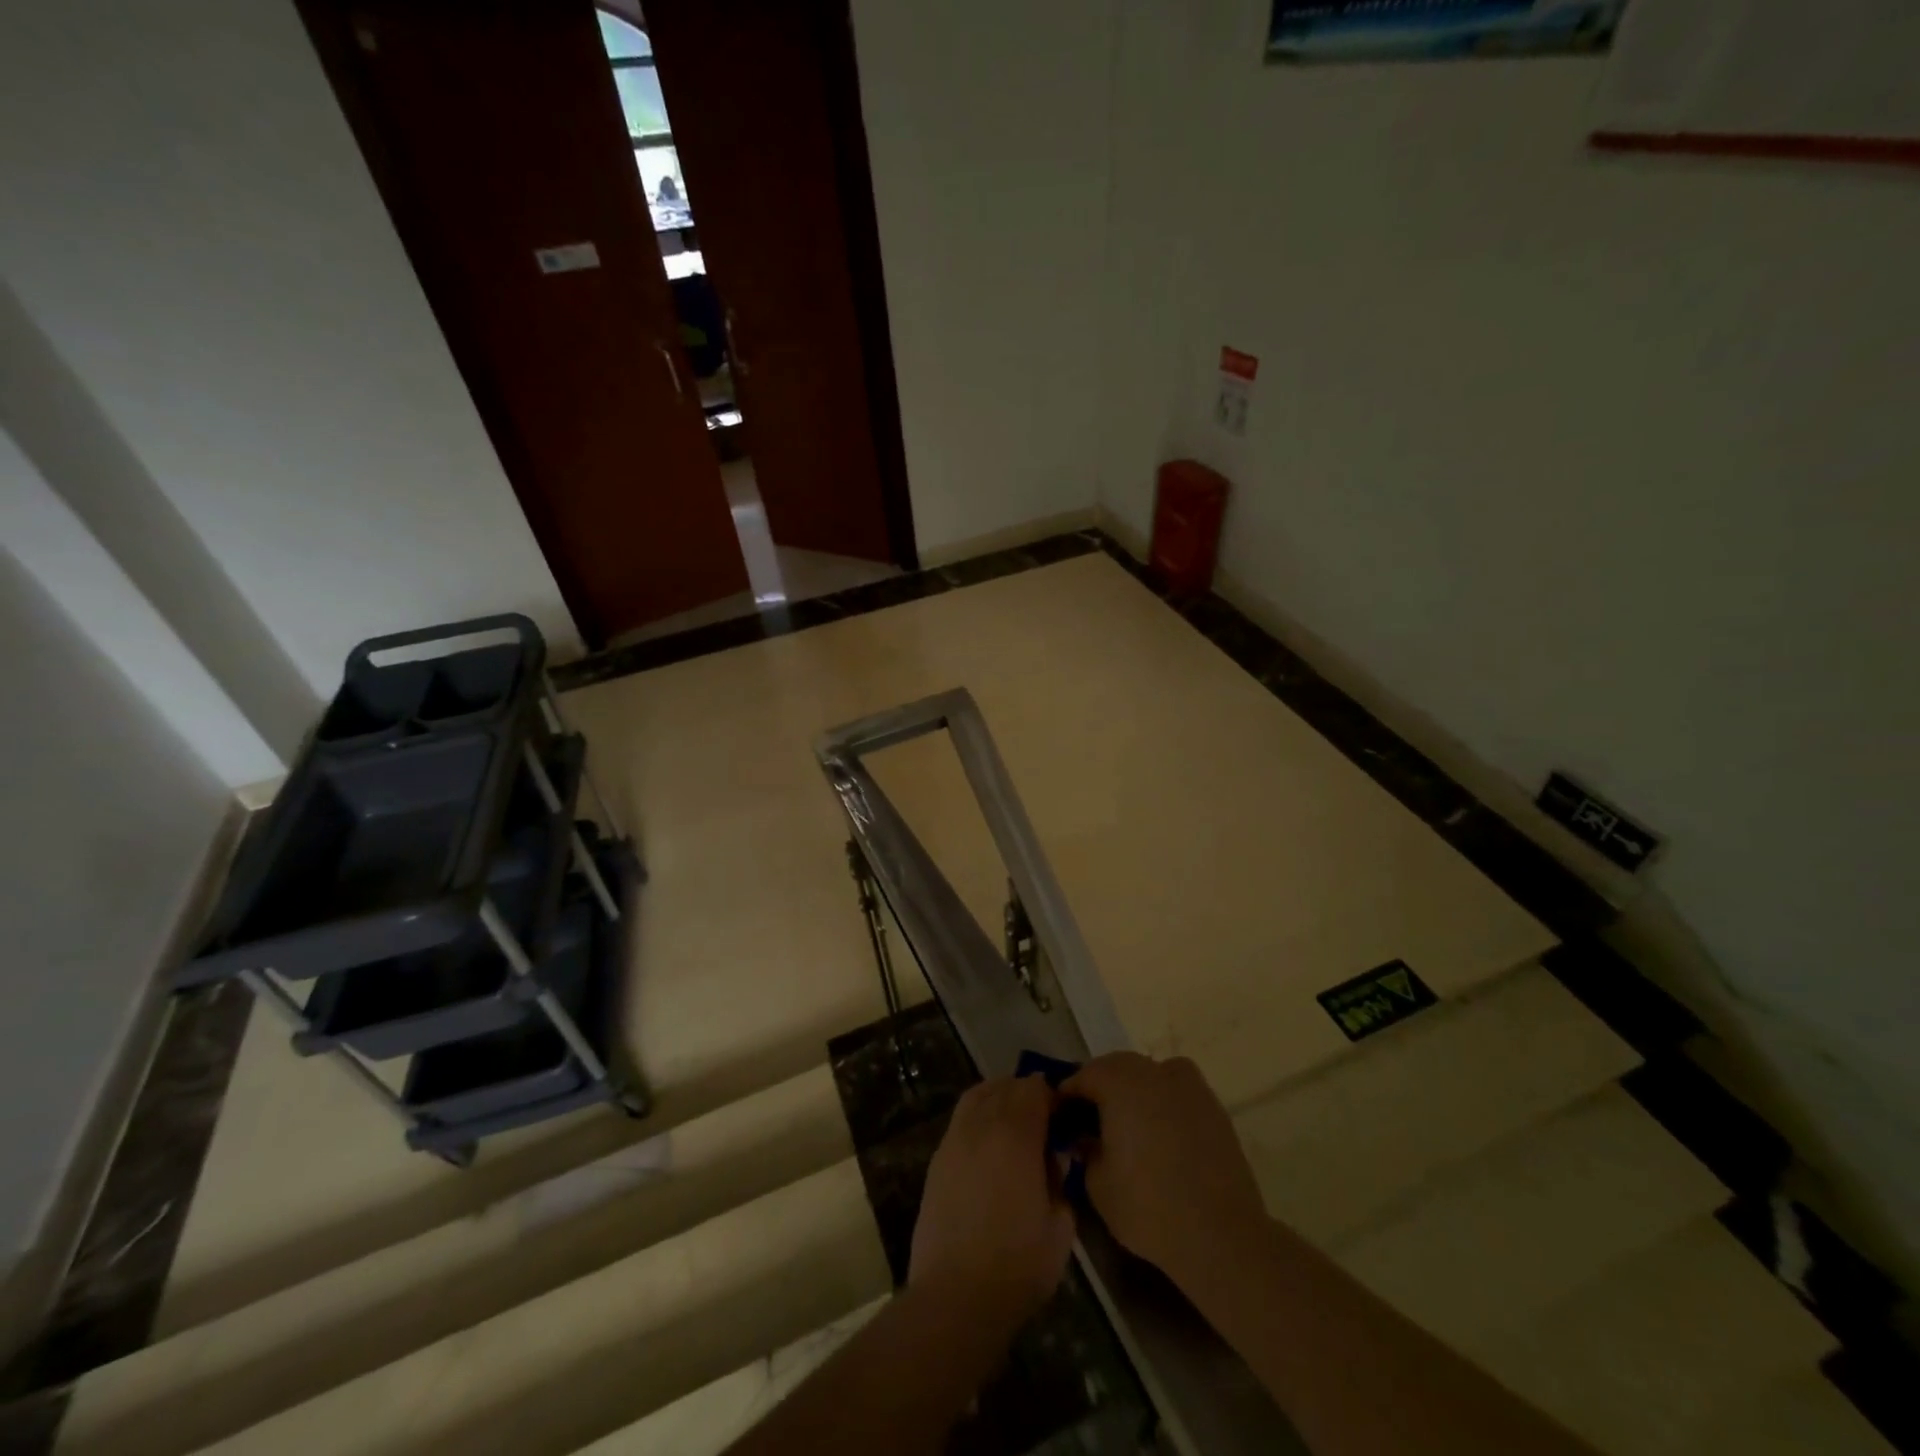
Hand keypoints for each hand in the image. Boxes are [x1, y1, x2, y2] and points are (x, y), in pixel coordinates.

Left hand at [909, 1076, 1075, 1331]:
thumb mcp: (1060, 1227)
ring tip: (1015, 1121)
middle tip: (1044, 1118)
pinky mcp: (937, 1160)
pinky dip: (978, 1117)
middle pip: (1005, 1087)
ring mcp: (955, 1140)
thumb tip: (1055, 1161)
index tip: (1064, 1114)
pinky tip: (989, 1145)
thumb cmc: (1017, 1265)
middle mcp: (982, 1125)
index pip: (1034, 1089)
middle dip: (1027, 1093)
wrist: (955, 1295)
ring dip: (999, 1097)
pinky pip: (961, 1120)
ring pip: (978, 1096)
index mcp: (1016, 1135)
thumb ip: (1062, 1182)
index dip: (1052, 1095)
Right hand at [1061, 1052, 1268, 1288]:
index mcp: (1119, 1082)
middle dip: (1100, 1088)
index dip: (1067, 1096)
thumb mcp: (1097, 1184)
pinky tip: (1162, 1135)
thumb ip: (1085, 1151)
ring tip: (1129, 1125)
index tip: (1060, 1118)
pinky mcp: (1213, 1105)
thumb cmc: (1149, 1207)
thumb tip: (1085, 1138)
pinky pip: (1177, 1091)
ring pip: (1149, 1074)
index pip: (1083, 1076)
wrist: (1221, 1235)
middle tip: (1090, 1121)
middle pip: (1116, 1067)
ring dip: (1133, 1090)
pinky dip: (1163, 1102)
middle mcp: (1153, 1071)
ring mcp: (1188, 1084)